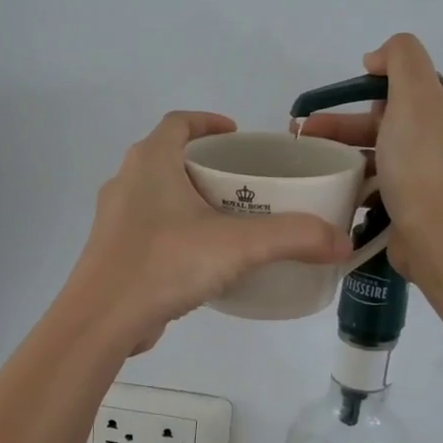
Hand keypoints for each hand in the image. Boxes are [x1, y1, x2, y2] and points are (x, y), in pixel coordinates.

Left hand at [65, 111, 352, 353]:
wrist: (101, 321)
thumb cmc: (164, 263)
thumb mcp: (238, 246)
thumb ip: (293, 238)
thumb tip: (341, 242)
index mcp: (150, 161)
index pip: (179, 122)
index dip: (208, 122)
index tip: (238, 135)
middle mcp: (126, 181)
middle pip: (169, 157)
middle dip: (206, 164)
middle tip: (244, 182)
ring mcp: (114, 218)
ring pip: (157, 195)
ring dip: (189, 198)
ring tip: (228, 219)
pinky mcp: (112, 251)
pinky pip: (149, 228)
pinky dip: (176, 230)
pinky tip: (201, 258)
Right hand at [296, 34, 442, 283]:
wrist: (440, 239)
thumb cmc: (427, 163)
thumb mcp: (416, 94)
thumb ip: (401, 57)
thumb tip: (378, 58)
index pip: (417, 81)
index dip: (380, 86)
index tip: (352, 99)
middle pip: (398, 115)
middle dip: (351, 121)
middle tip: (311, 129)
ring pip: (389, 147)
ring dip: (349, 148)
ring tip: (311, 155)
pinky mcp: (428, 200)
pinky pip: (390, 178)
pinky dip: (363, 176)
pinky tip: (334, 181)